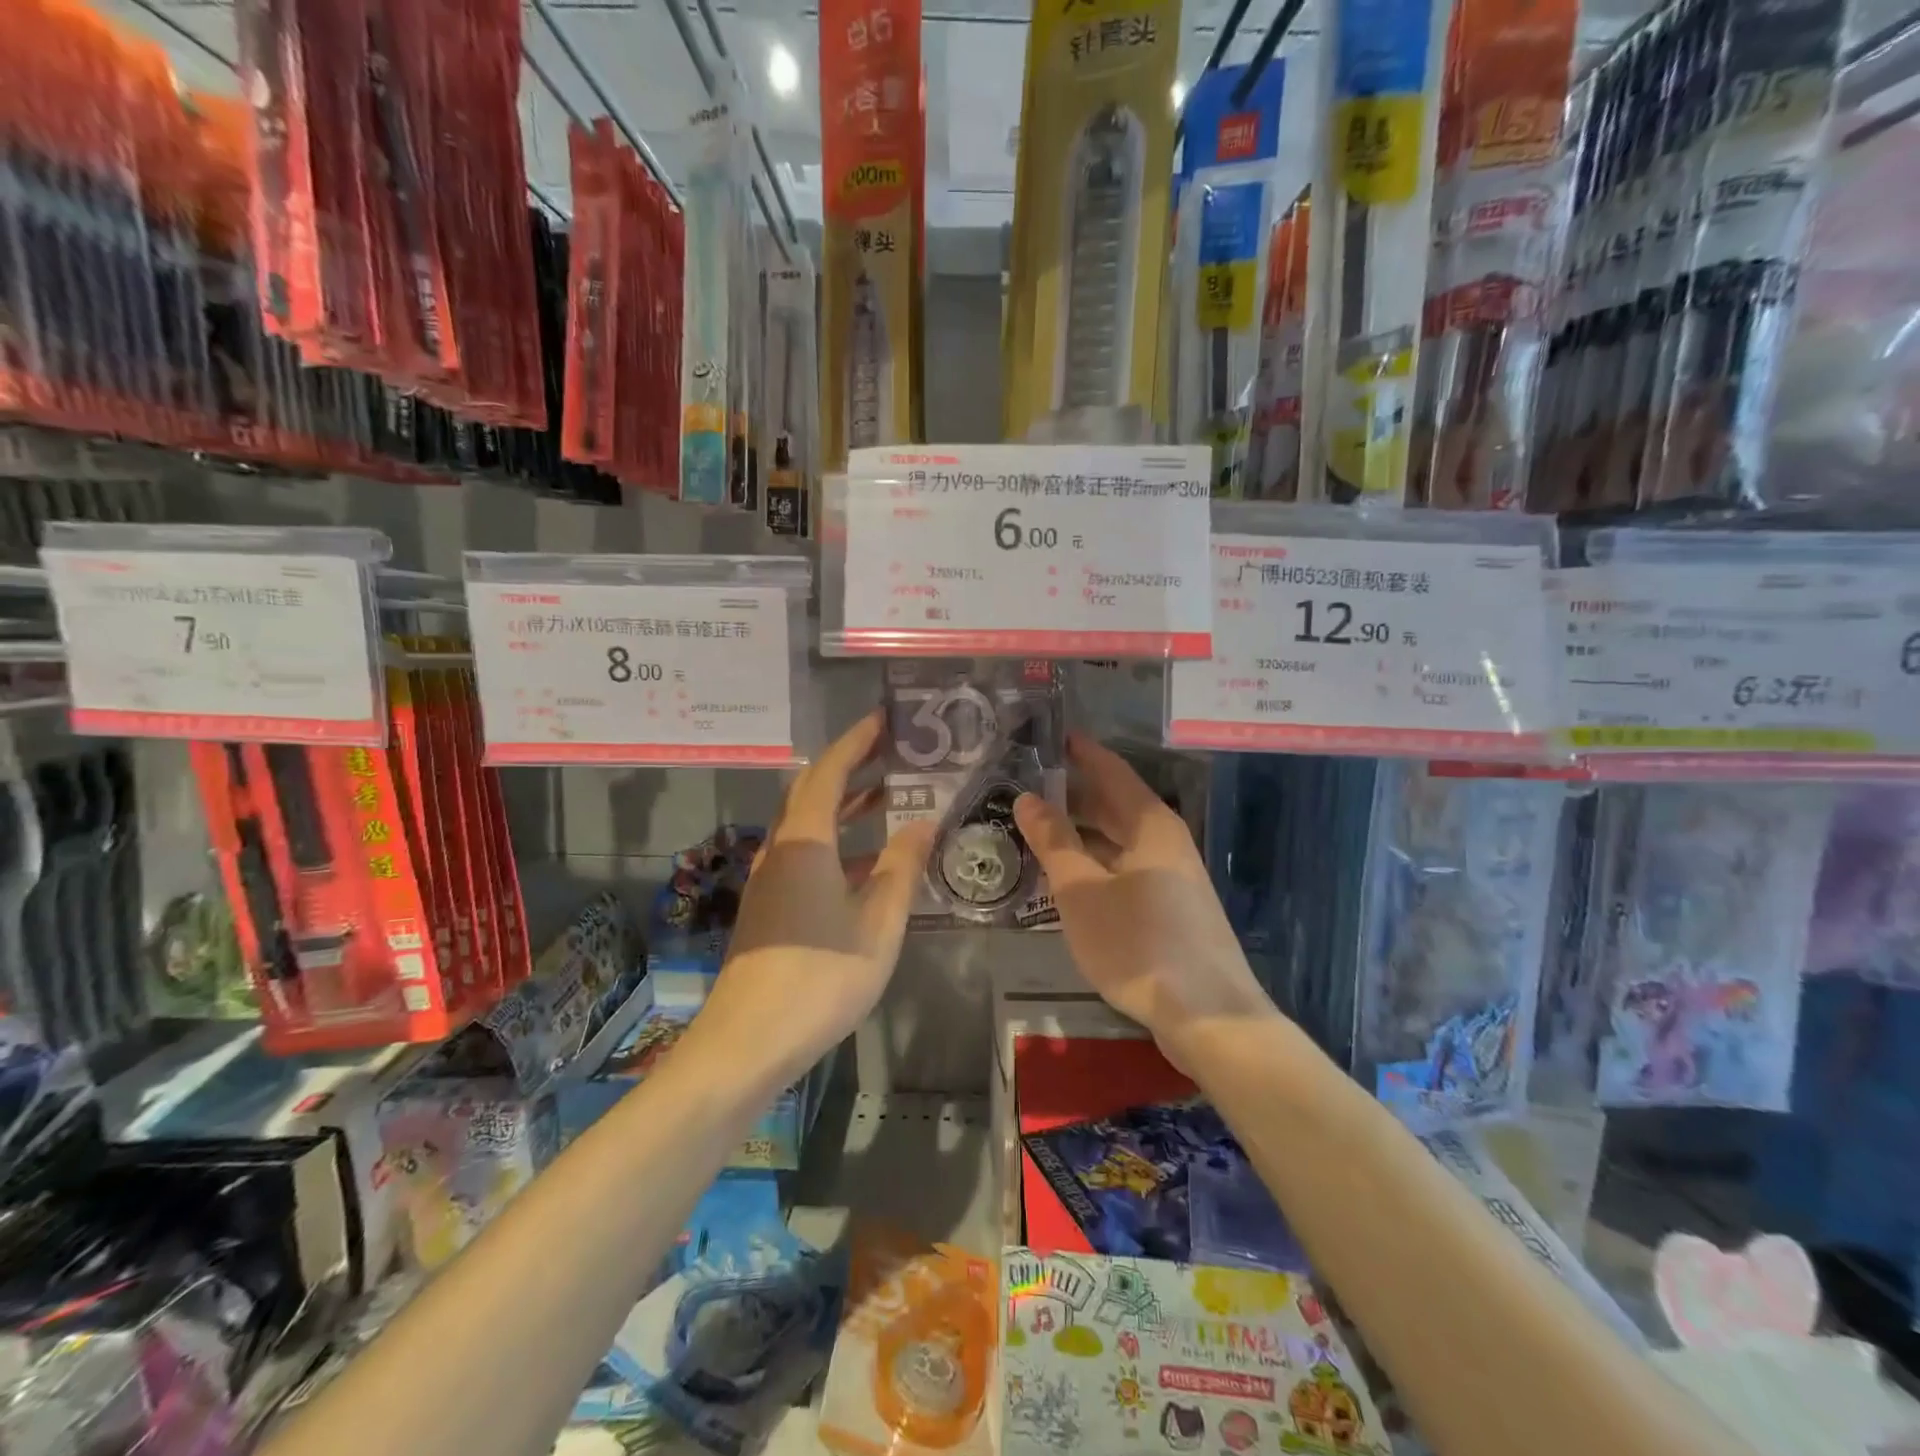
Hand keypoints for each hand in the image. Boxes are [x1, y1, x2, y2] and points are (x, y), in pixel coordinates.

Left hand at [696, 711, 934, 1085]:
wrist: (749, 1041)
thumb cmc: (821, 976)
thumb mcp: (878, 922)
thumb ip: (901, 867)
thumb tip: (922, 822)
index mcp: (805, 843)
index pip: (828, 772)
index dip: (855, 742)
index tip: (883, 721)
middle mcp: (782, 850)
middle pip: (813, 792)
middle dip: (851, 767)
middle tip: (892, 752)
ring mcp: (771, 880)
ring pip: (809, 826)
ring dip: (845, 805)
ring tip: (887, 795)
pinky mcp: (771, 907)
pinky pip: (806, 854)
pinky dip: (837, 842)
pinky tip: (867, 862)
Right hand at [1013, 733, 1278, 1069]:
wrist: (1208, 1014)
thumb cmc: (1139, 943)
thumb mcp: (1082, 890)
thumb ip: (1053, 842)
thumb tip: (1027, 798)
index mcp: (1150, 824)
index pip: (1111, 770)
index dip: (1080, 751)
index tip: (1048, 736)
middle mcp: (1165, 841)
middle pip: (1115, 805)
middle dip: (1073, 794)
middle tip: (1025, 788)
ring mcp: (1172, 876)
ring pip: (1119, 840)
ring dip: (1081, 833)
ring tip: (1036, 831)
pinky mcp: (1172, 908)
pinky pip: (1125, 868)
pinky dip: (1095, 863)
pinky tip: (1068, 878)